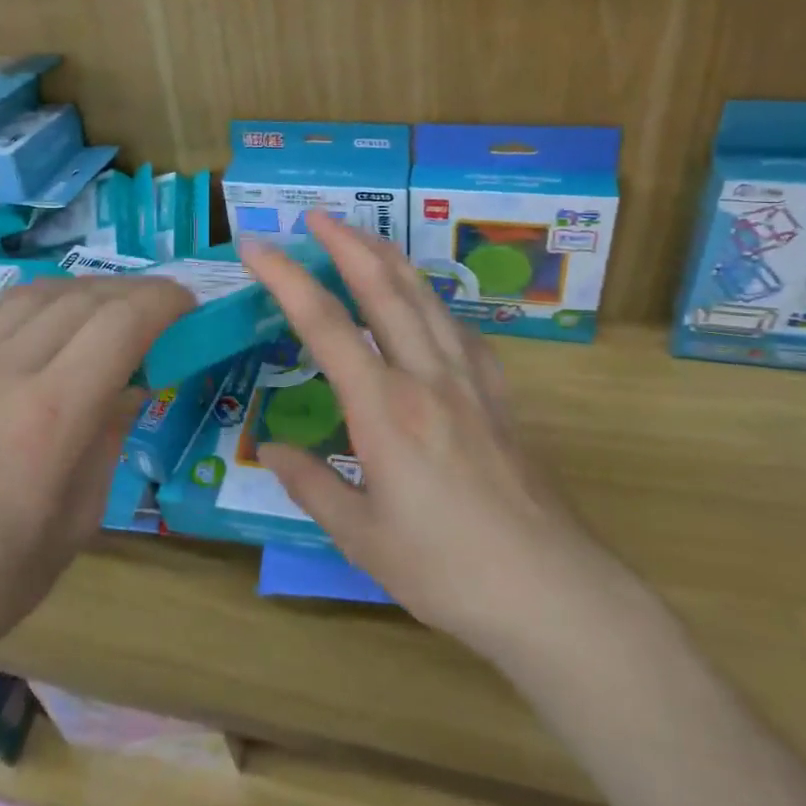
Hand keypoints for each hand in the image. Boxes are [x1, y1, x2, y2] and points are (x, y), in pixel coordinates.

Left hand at [0, 276, 194, 668]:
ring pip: (38, 293)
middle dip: (134, 292)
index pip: (121, 325)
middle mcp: (2, 373)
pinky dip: (37, 302)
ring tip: (110, 307)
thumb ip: (111, 433)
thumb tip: (133, 379)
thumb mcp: (82, 515)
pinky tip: (50, 319)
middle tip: (160, 306)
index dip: (163, 303)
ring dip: (86, 290)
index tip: (188, 305)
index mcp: (49, 418)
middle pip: (84, 299)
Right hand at [242, 214, 599, 659]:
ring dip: (389, 259)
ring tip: (363, 238)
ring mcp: (469, 380)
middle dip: (346, 242)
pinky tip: (426, 303)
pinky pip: (459, 328)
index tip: (256, 245)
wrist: (550, 590)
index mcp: (384, 408)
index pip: (324, 323)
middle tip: (315, 216)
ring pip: (425, 297)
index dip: (286, 276)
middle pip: (382, 287)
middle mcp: (426, 376)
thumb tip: (271, 448)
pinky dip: (431, 300)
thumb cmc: (446, 569)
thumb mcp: (361, 537)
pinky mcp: (499, 394)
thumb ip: (312, 485)